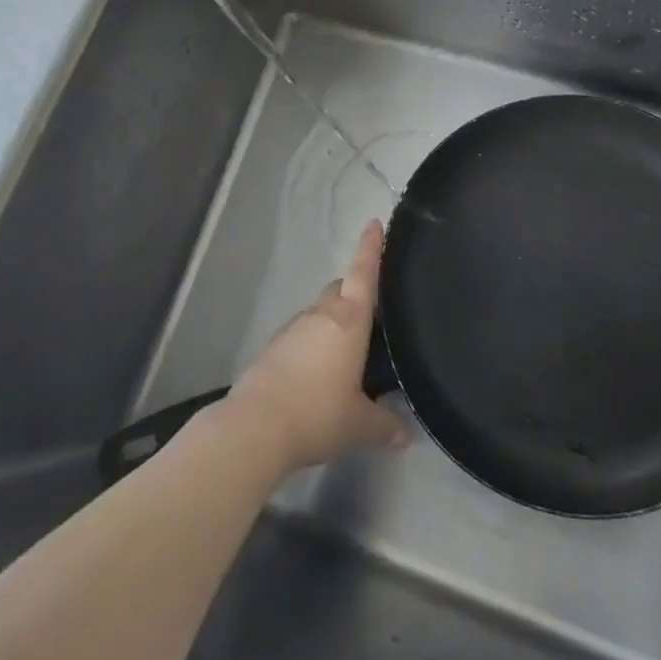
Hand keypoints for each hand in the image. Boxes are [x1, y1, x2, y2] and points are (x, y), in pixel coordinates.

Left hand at [224, 220, 409, 473]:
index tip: (374, 223)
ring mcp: (293, 329)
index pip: (363, 273)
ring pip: (319, 313)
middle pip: (340, 290)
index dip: (371, 248)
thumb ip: (384, 425)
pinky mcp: (273, 348)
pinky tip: (317, 375)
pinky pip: (302, 335)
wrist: (255, 427)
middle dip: (354, 294)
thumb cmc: (318, 413)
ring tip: (347, 354)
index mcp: (348, 320)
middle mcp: (321, 314)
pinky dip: (313, 344)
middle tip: (371, 316)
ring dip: (332, 324)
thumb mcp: (359, 425)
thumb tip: (405, 436)